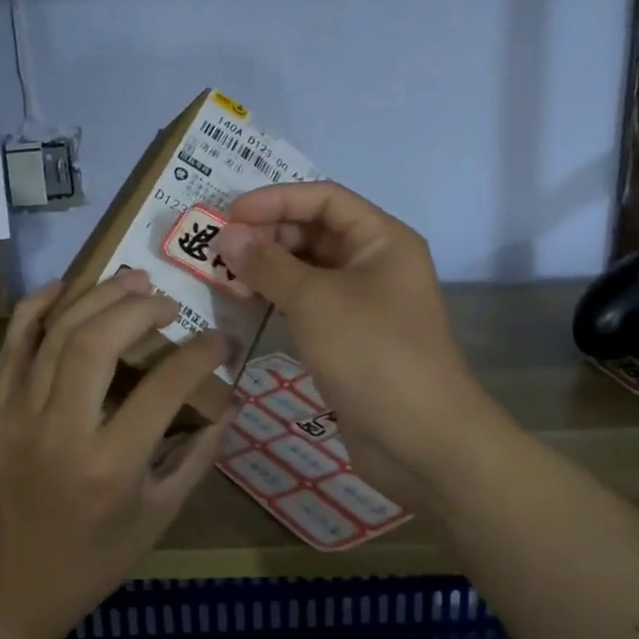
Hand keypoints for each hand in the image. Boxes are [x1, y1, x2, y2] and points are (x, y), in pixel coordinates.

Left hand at [0, 271, 229, 638]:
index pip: (162, 388)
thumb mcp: (160, 514)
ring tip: (132, 281)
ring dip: (99, 297)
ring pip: (57, 333)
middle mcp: (60, 432)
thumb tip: (227, 401)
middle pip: (97, 343)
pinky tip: (69, 286)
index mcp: (110, 466)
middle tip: (167, 302)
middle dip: (140, 309)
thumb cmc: (96, 556)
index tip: (218, 340)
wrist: (11, 583)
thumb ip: (198, 454)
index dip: (199, 354)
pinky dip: (40, 306)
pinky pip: (14, 343)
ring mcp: (16, 416)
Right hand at [215, 183, 494, 493]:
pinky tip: (244, 303)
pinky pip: (308, 302)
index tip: (229, 213)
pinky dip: (277, 298)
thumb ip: (267, 264)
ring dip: (267, 267)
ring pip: (308, 268)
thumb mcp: (315, 300)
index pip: (324, 197)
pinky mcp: (349, 336)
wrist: (421, 441)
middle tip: (217, 248)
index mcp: (381, 238)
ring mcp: (363, 302)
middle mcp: (374, 262)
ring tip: (222, 273)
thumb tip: (227, 235)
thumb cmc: (372, 353)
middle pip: (314, 230)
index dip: (275, 199)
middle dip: (267, 234)